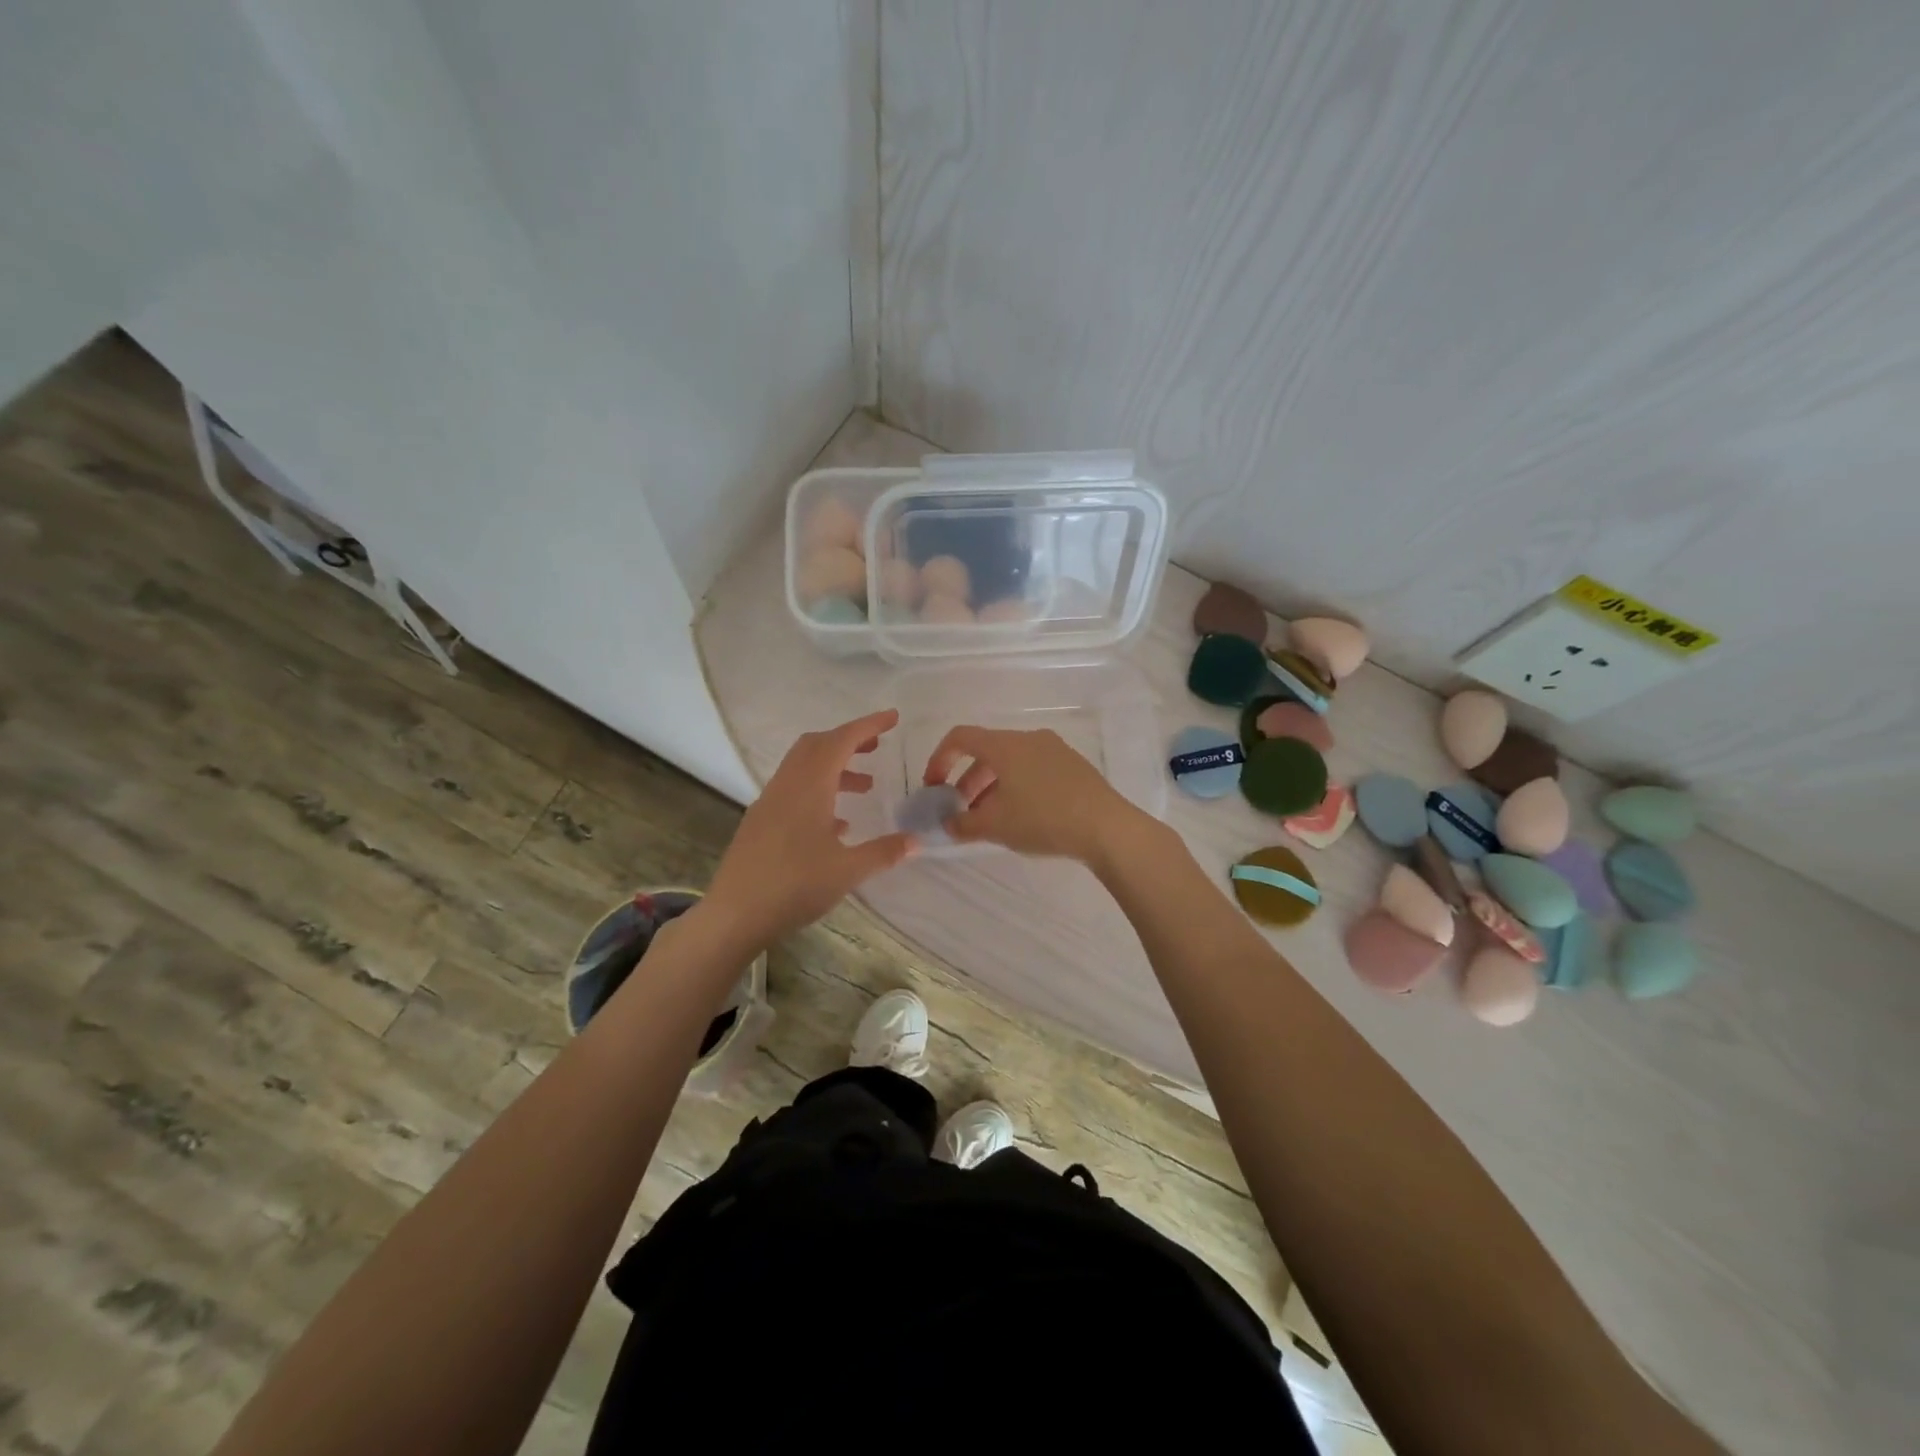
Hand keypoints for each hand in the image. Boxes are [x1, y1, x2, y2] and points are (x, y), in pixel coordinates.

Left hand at [703, 710, 915, 950]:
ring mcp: (769, 803)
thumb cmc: (794, 886)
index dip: (868, 725)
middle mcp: (787, 785)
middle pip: (817, 745)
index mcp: (809, 786)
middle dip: (849, 740)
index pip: (841, 740)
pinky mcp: (760, 822)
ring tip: (865, 786)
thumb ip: (884, 852)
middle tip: (878, 747)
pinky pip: (793, 790)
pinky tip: (837, 822)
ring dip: (835, 766)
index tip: (893, 718)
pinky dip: (818, 789)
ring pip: (804, 767)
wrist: (734, 914)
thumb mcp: (847, 871)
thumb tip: (916, 841)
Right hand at [921, 725, 1145, 862]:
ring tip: (990, 818)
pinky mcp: (1073, 765)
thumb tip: (946, 824)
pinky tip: (1022, 815)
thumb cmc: (1043, 820)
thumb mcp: (996, 826)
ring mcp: (1054, 749)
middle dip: (967, 780)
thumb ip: (963, 824)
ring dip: (992, 786)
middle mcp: (1029, 738)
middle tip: (961, 810)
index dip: (939, 759)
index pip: (961, 737)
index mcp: (1005, 745)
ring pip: (1011, 761)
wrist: (1107, 827)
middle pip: (987, 751)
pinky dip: (1016, 785)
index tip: (934, 787)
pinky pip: (1033, 768)